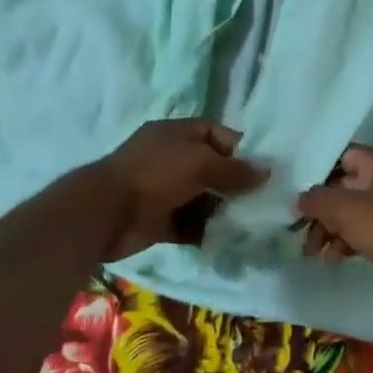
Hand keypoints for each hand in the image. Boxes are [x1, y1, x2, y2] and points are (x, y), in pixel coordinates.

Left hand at [85, 119, 267, 260]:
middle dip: (234, 183)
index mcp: (175, 134)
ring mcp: (163, 190)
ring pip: (201, 198)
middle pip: (210, 168)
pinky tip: (227, 240)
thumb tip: (267, 171)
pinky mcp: (158, 220)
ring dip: (222, 210)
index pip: (214, 133)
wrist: (106, 213)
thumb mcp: (199, 163)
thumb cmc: (155, 175)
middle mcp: (170, 159)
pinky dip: (205, 232)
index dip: (238, 148)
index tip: (260, 169)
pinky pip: (189, 224)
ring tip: (250, 223)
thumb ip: (234, 170)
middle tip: (261, 200)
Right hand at [294, 146, 372, 310]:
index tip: (295, 193)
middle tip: (300, 233)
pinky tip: (335, 258)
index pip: (341, 156)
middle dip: (320, 210)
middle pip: (344, 187)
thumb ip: (316, 200)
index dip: (317, 171)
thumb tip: (298, 199)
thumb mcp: (346, 210)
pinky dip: (348, 241)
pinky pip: (367, 230)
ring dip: (331, 229)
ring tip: (313, 253)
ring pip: (354, 212)